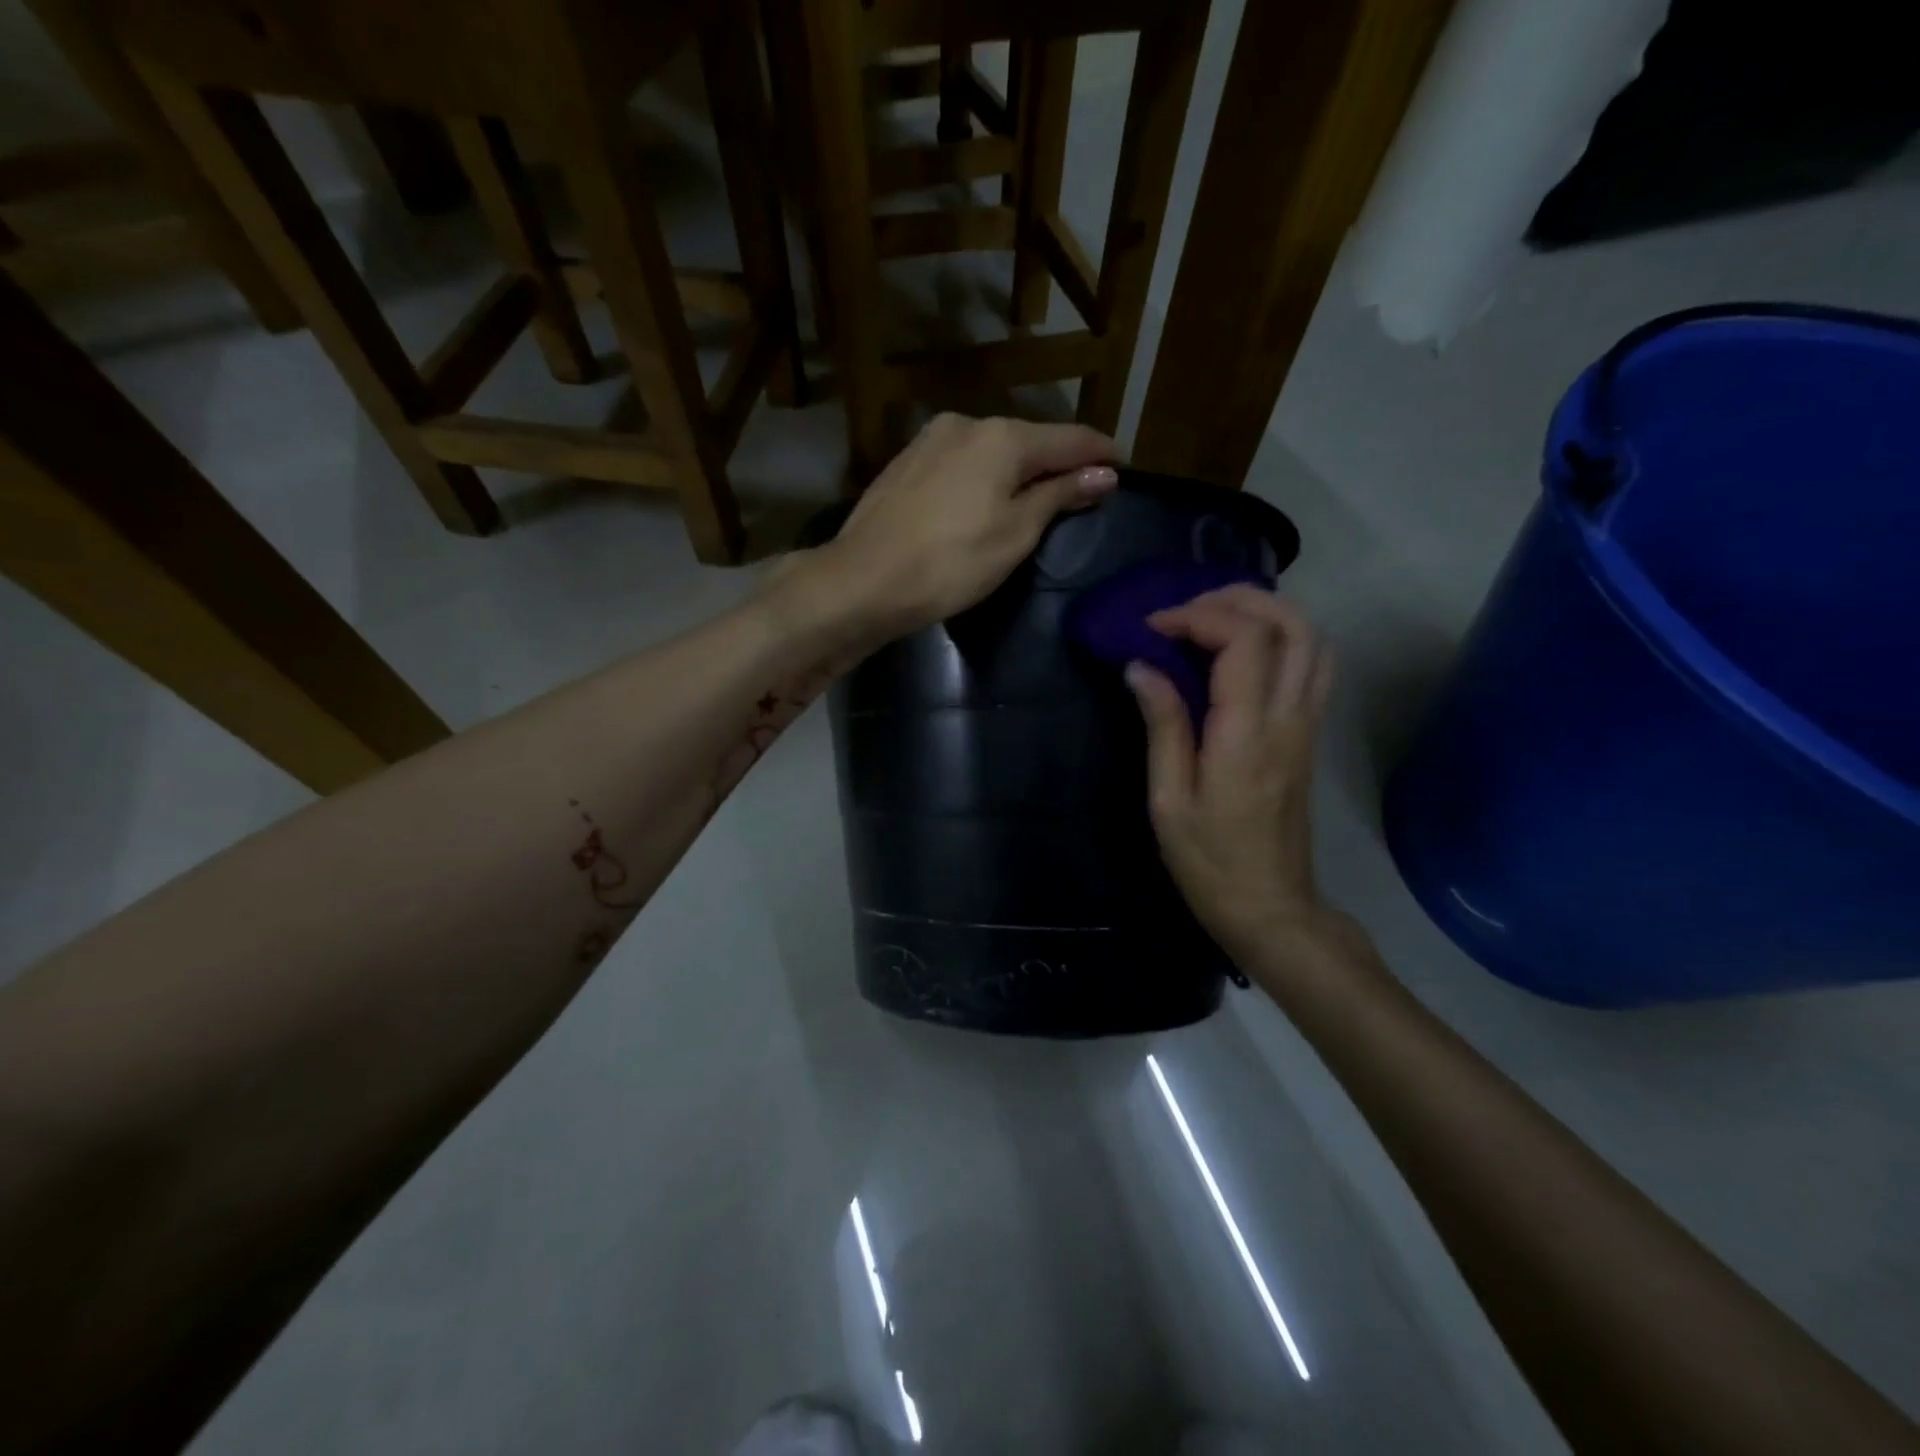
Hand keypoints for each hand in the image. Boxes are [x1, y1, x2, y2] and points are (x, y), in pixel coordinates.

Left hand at [809, 413, 1118, 639]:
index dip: (1100, 452)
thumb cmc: (950, 563)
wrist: (862, 581)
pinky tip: (984, 498)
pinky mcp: (904, 464)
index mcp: (1002, 437)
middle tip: (1082, 487)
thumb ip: (1059, 496)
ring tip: (1035, 495)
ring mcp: (929, 441)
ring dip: (1018, 469)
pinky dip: (983, 476)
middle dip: (1058, 461)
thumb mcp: (1016, 534)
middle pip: (1028, 440)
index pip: (1069, 438)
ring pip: (991, 450)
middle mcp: (965, 424)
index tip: (1123, 466)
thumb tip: (1103, 473)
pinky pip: (961, 462)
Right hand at [1127, 587, 1335, 959]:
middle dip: (1237, 598)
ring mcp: (1308, 724)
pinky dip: (1283, 637)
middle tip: (1186, 611)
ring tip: (1214, 620)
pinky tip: (1243, 651)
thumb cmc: (1208, 860)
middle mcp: (1288, 717)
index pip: (1243, 640)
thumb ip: (1163, 725)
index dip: (1197, 616)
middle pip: (1291, 623)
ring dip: (1266, 612)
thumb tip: (1141, 667)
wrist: (1271, 905)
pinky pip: (1314, 664)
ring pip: (1312, 638)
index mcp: (1246, 733)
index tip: (1153, 628)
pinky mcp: (1311, 734)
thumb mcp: (1168, 799)